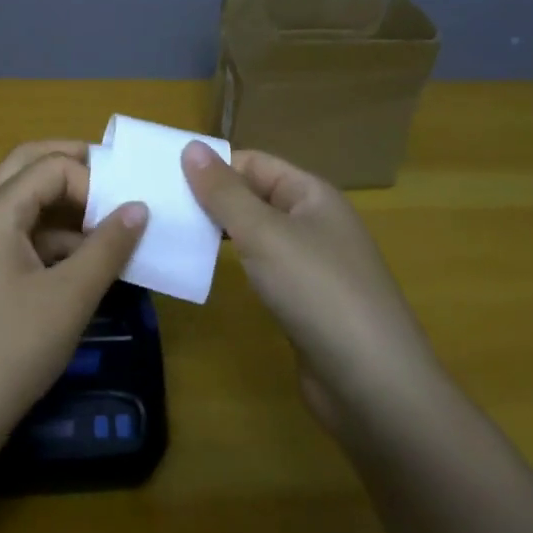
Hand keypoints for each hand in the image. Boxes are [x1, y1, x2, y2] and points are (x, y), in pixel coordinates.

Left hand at [0, 141, 146, 477]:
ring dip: (66, 208)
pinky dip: (53, 240)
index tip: (125, 215)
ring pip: (24, 203)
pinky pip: (19, 237)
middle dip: (74, 168)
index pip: (52, 166)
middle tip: (118, 181)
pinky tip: (85, 267)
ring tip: (111, 231)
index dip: (93, 183)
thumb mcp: (69, 298)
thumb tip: (139, 207)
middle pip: (29, 167)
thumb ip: (107, 247)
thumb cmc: (9, 351)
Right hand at [181, 142, 440, 439]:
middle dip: (211, 198)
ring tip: (170, 232)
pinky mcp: (303, 302)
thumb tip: (191, 146)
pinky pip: (261, 268)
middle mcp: (314, 222)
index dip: (213, 165)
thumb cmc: (317, 291)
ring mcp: (311, 265)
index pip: (254, 162)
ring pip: (256, 234)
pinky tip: (203, 270)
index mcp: (312, 194)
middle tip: (158, 203)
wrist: (374, 386)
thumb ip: (224, 191)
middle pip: (254, 196)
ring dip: (218, 231)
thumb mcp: (264, 233)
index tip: (163, 175)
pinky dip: (233, 265)